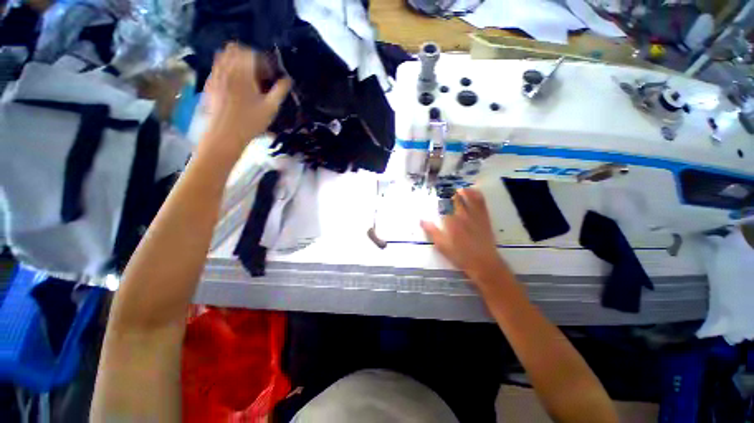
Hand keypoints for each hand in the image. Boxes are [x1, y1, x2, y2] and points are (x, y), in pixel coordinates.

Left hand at [204, 43, 290, 150]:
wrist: (224, 135)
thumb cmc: (250, 122)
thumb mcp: (270, 108)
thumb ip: (280, 91)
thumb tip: (288, 80)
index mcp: (243, 73)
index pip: (251, 53)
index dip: (262, 61)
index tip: (269, 74)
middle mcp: (227, 69)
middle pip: (235, 50)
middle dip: (248, 57)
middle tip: (257, 73)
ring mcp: (215, 75)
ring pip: (223, 56)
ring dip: (235, 61)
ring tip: (246, 77)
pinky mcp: (209, 84)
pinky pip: (216, 68)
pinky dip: (226, 70)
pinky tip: (234, 85)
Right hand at [421, 188, 509, 285]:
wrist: (483, 263)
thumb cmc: (460, 255)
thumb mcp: (442, 246)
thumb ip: (432, 231)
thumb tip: (421, 220)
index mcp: (451, 222)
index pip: (444, 206)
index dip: (440, 199)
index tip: (436, 195)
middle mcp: (463, 215)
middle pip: (456, 200)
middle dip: (450, 194)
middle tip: (446, 190)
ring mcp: (475, 216)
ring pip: (469, 198)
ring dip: (464, 192)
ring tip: (459, 188)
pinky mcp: (484, 218)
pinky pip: (481, 203)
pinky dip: (477, 195)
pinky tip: (474, 191)